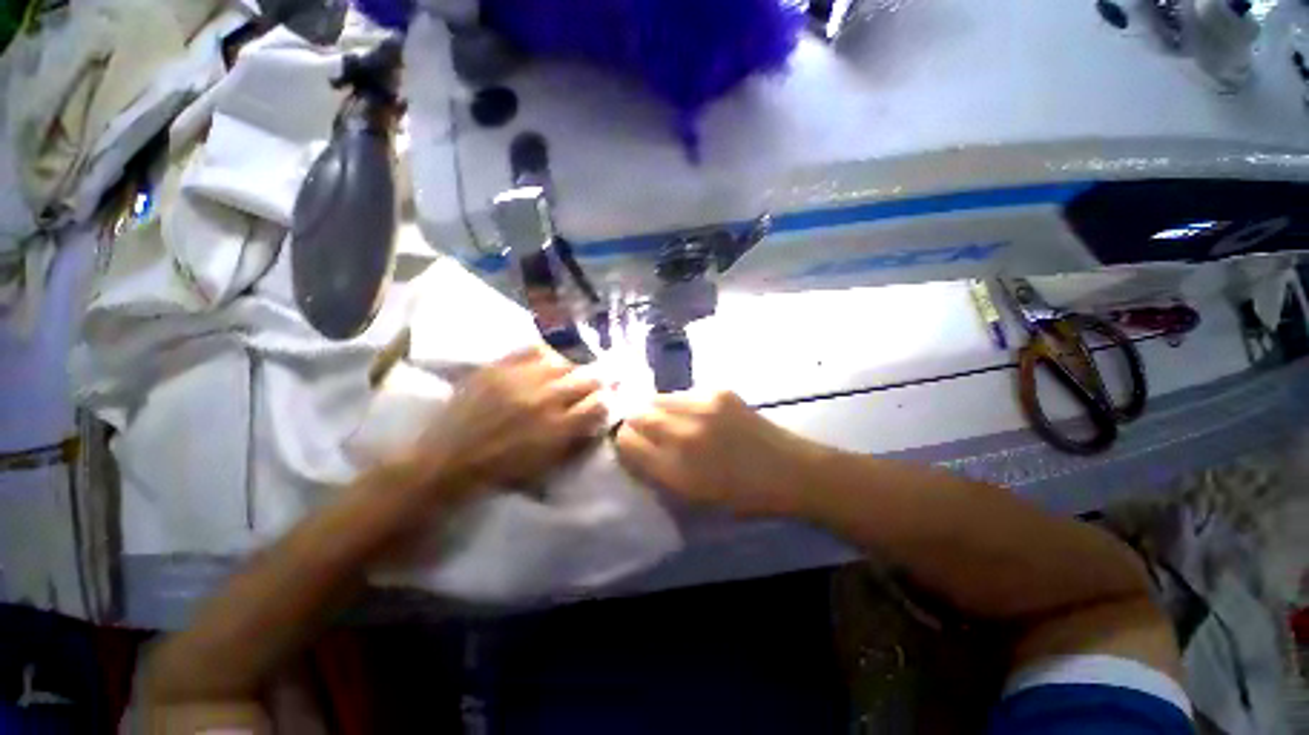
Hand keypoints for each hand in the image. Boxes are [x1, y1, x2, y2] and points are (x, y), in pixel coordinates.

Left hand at [412, 346, 607, 493]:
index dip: (607, 401)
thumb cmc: (501, 471)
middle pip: (588, 378)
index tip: (606, 401)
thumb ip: (577, 439)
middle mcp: (545, 399)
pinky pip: (533, 349)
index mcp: (558, 428)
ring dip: (571, 370)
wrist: (446, 461)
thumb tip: (598, 416)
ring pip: (564, 362)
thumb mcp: (548, 465)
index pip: (599, 404)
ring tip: (566, 376)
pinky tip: (544, 363)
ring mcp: (521, 379)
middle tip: (593, 385)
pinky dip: (545, 355)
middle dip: (597, 382)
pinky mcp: (498, 367)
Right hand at [615, 391, 818, 516]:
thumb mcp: (693, 501)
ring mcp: (703, 407)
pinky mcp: (719, 391)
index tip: (632, 446)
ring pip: (658, 398)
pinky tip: (697, 416)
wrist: (790, 471)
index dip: (624, 442)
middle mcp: (685, 434)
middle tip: (648, 432)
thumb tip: (635, 450)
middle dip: (636, 423)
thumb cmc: (742, 497)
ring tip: (672, 422)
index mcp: (677, 470)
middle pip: (638, 414)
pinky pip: (684, 393)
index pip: (627, 441)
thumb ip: (658, 475)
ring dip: (657, 410)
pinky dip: (681, 404)